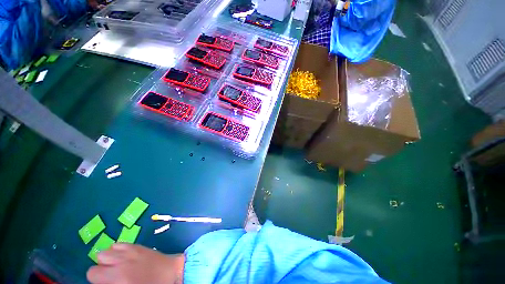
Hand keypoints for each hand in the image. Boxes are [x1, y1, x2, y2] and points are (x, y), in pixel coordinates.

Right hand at [87, 243, 184, 283]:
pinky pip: (119, 244)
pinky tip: (124, 258)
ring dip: (109, 258)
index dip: (96, 279)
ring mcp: (130, 250)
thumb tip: (104, 281)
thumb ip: (112, 283)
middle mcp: (121, 260)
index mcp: (117, 276)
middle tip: (111, 275)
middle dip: (101, 267)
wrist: (171, 273)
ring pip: (108, 249)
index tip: (104, 282)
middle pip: (98, 258)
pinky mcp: (137, 245)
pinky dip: (117, 250)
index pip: (92, 273)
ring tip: (117, 266)